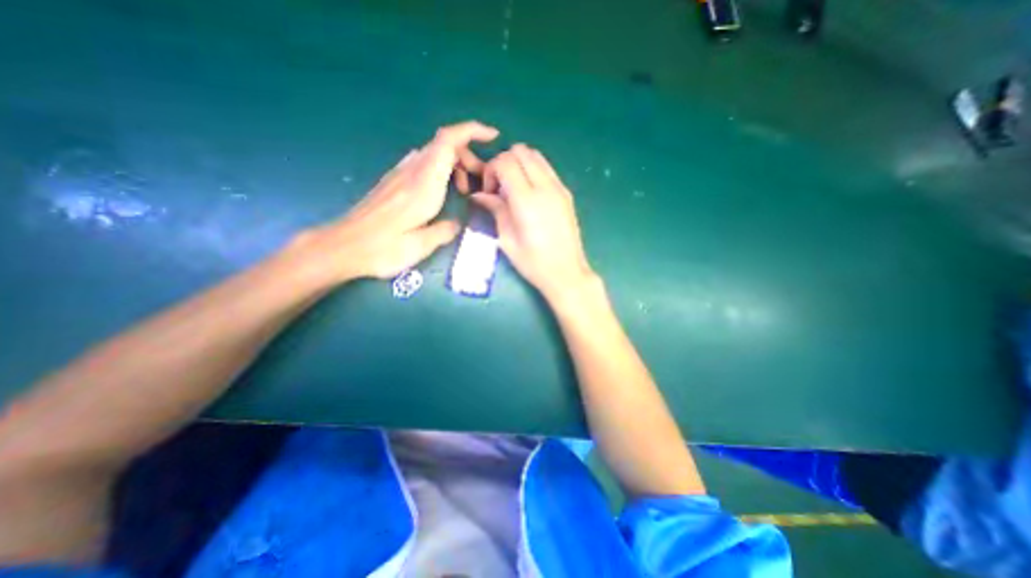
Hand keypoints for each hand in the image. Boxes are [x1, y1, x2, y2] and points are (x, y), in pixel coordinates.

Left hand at [289, 123, 500, 284]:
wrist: (342, 246)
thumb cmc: (382, 249)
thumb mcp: (420, 246)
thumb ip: (444, 231)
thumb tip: (457, 223)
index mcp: (423, 185)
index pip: (448, 142)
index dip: (472, 131)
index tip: (492, 136)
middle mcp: (411, 172)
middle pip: (444, 145)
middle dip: (469, 157)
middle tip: (481, 183)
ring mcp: (400, 174)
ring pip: (434, 154)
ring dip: (456, 164)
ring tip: (464, 191)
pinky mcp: (394, 181)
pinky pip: (424, 164)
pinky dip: (442, 170)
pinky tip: (443, 193)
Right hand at [469, 144, 592, 301]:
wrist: (567, 272)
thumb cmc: (534, 263)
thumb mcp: (507, 240)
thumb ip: (495, 210)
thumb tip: (480, 195)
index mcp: (526, 200)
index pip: (505, 161)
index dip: (491, 170)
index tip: (489, 191)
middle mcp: (545, 187)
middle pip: (520, 151)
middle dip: (504, 162)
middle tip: (499, 187)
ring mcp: (559, 188)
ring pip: (536, 155)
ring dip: (519, 164)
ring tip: (514, 189)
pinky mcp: (566, 193)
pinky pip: (547, 168)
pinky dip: (533, 170)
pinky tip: (529, 194)